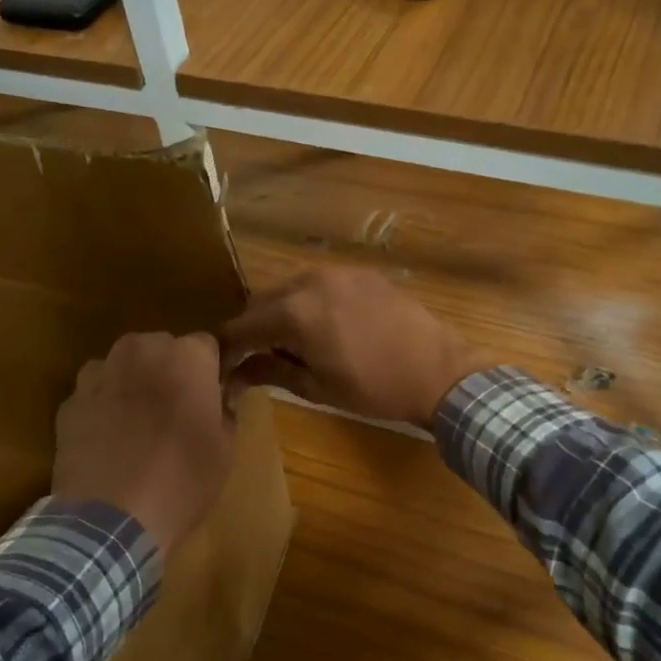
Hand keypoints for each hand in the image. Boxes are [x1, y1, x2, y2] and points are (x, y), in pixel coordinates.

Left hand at [52, 331, 235, 553]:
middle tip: (176, 412)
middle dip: (170, 371)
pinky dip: (104, 406)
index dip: (210, 371)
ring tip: (139, 425)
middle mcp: (142, 350)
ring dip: (134, 383)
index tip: (212, 397)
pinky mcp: (69, 400)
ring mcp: (100, 373)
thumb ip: (226, 410)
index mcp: (187, 356)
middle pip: (162, 349)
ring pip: (124, 366)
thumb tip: (221, 396)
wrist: (109, 519)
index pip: (207, 346)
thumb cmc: (182, 480)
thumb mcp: (225, 449)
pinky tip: (109, 441)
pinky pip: (95, 392)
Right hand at [221, 268, 489, 427]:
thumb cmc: (375, 388)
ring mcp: (338, 272)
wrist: (438, 370)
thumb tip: (237, 373)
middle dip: (253, 328)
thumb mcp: (318, 387)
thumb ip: (272, 372)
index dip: (227, 348)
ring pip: (291, 289)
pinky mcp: (361, 273)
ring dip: (280, 313)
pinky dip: (309, 303)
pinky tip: (322, 327)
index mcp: (295, 312)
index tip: (222, 367)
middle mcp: (310, 281)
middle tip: (254, 358)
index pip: (242, 326)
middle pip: (262, 301)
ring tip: (290, 344)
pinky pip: (320, 284)